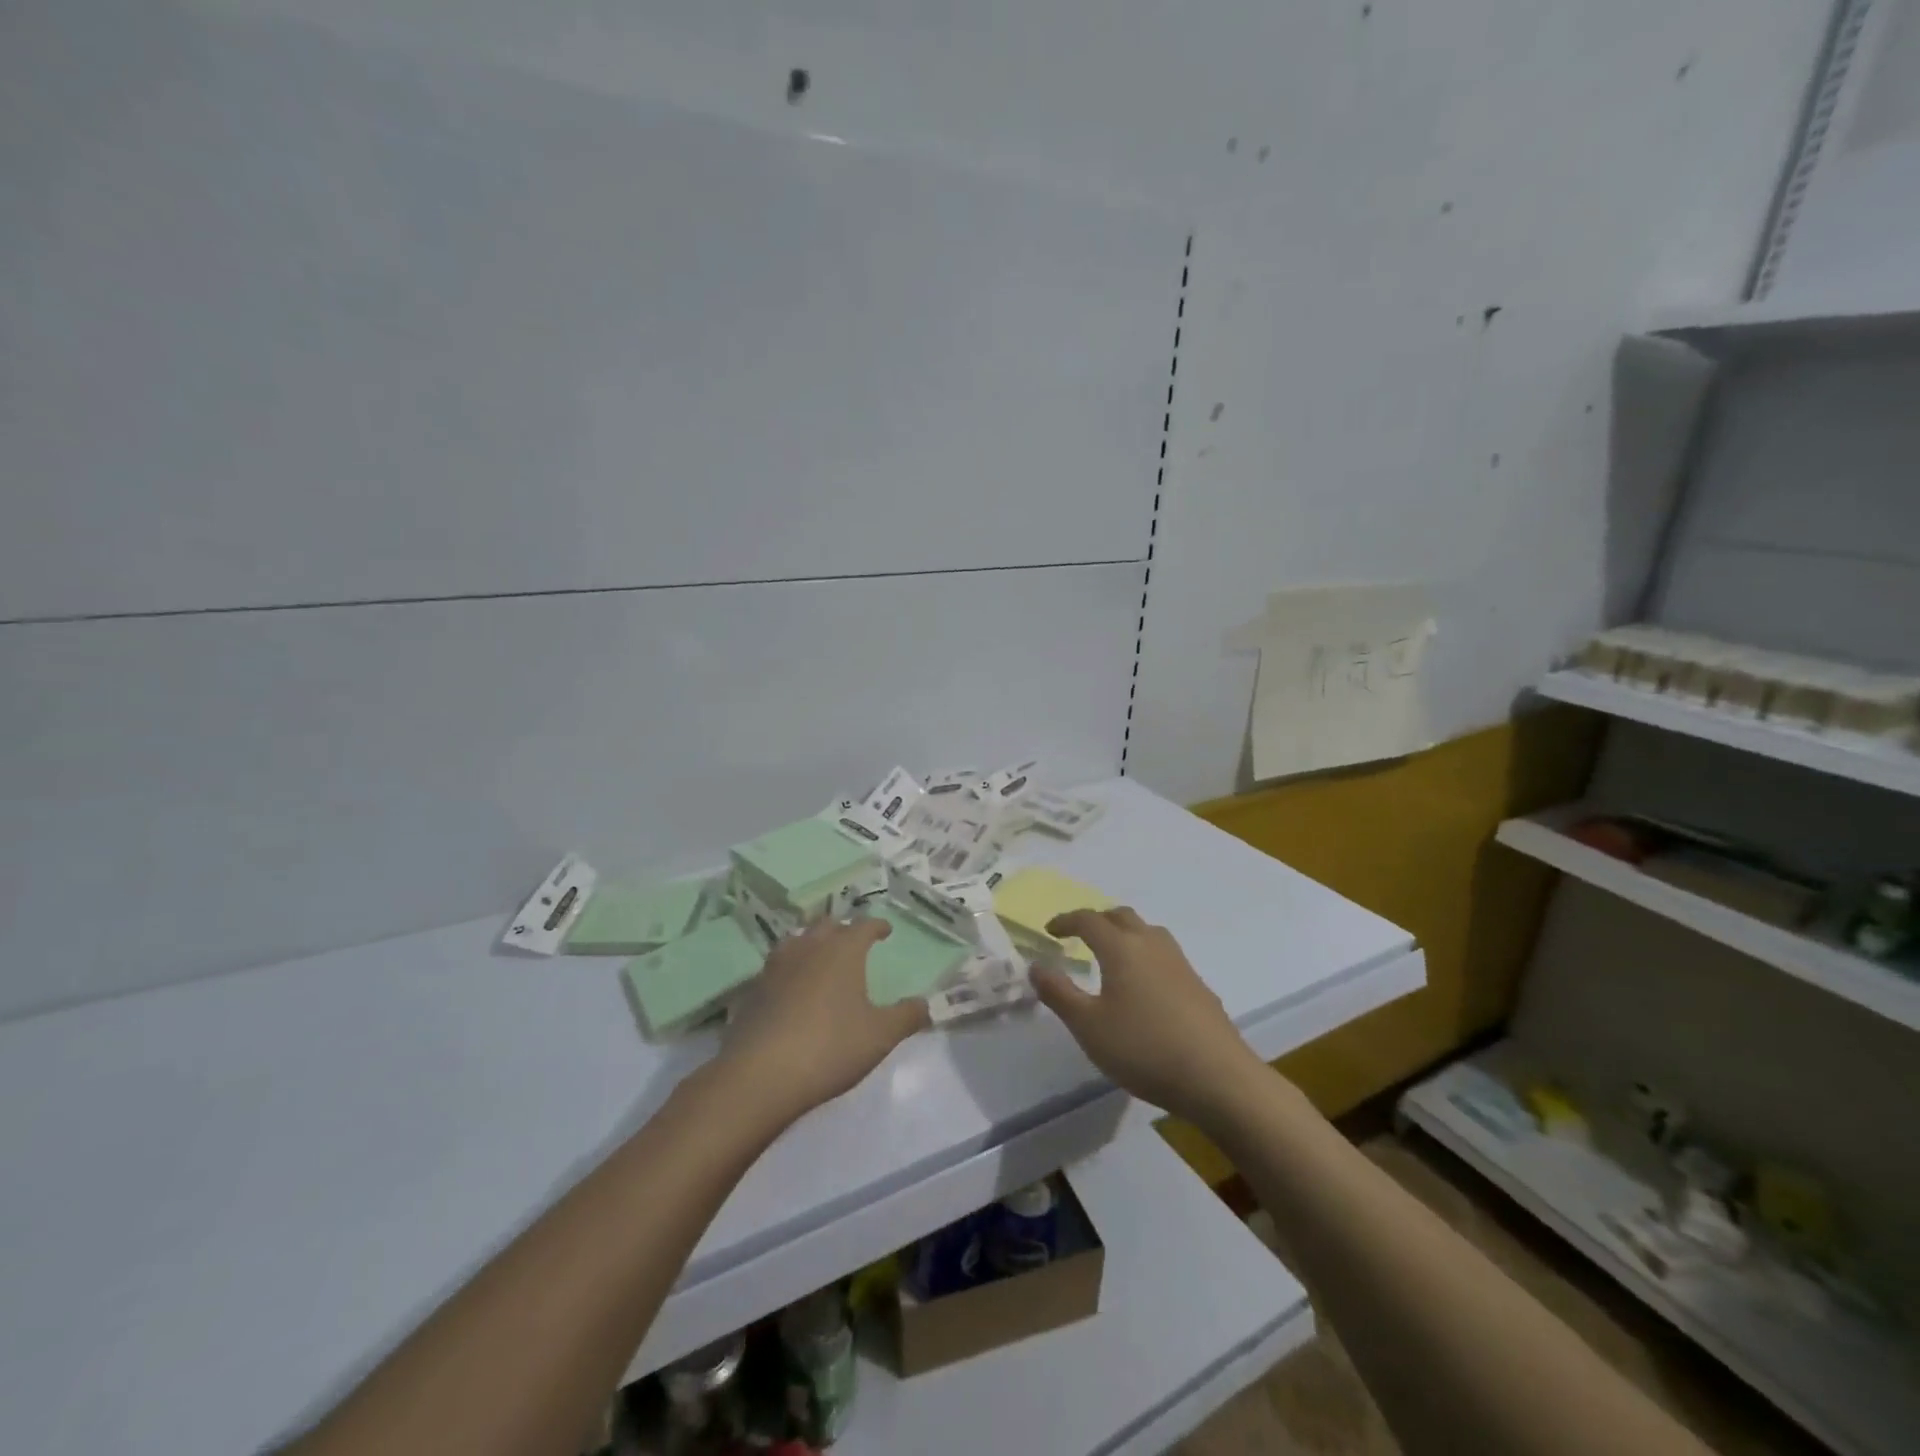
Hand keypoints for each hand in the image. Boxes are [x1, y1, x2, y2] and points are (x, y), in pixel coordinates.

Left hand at [716, 917, 929, 1125]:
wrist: (760, 1074)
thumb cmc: (830, 1046)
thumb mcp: (880, 1035)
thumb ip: (907, 1016)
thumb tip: (925, 1004)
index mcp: (842, 951)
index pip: (863, 926)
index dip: (876, 926)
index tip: (885, 930)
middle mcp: (808, 948)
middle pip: (827, 926)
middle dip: (842, 930)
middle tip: (853, 942)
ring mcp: (776, 967)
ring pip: (797, 942)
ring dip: (812, 944)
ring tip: (820, 958)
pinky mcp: (754, 990)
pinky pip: (777, 967)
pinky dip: (790, 970)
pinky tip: (793, 989)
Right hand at [1032, 908, 1267, 1125]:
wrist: (1218, 1077)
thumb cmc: (1144, 1048)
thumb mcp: (1088, 1026)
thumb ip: (1059, 993)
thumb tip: (1036, 965)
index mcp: (1121, 948)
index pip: (1089, 920)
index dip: (1066, 921)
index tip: (1050, 931)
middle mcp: (1151, 944)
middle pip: (1121, 917)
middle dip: (1097, 921)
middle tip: (1079, 937)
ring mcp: (1180, 963)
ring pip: (1148, 932)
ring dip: (1125, 934)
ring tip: (1112, 956)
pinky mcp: (1198, 985)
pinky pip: (1164, 955)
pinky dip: (1145, 956)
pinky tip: (1144, 987)